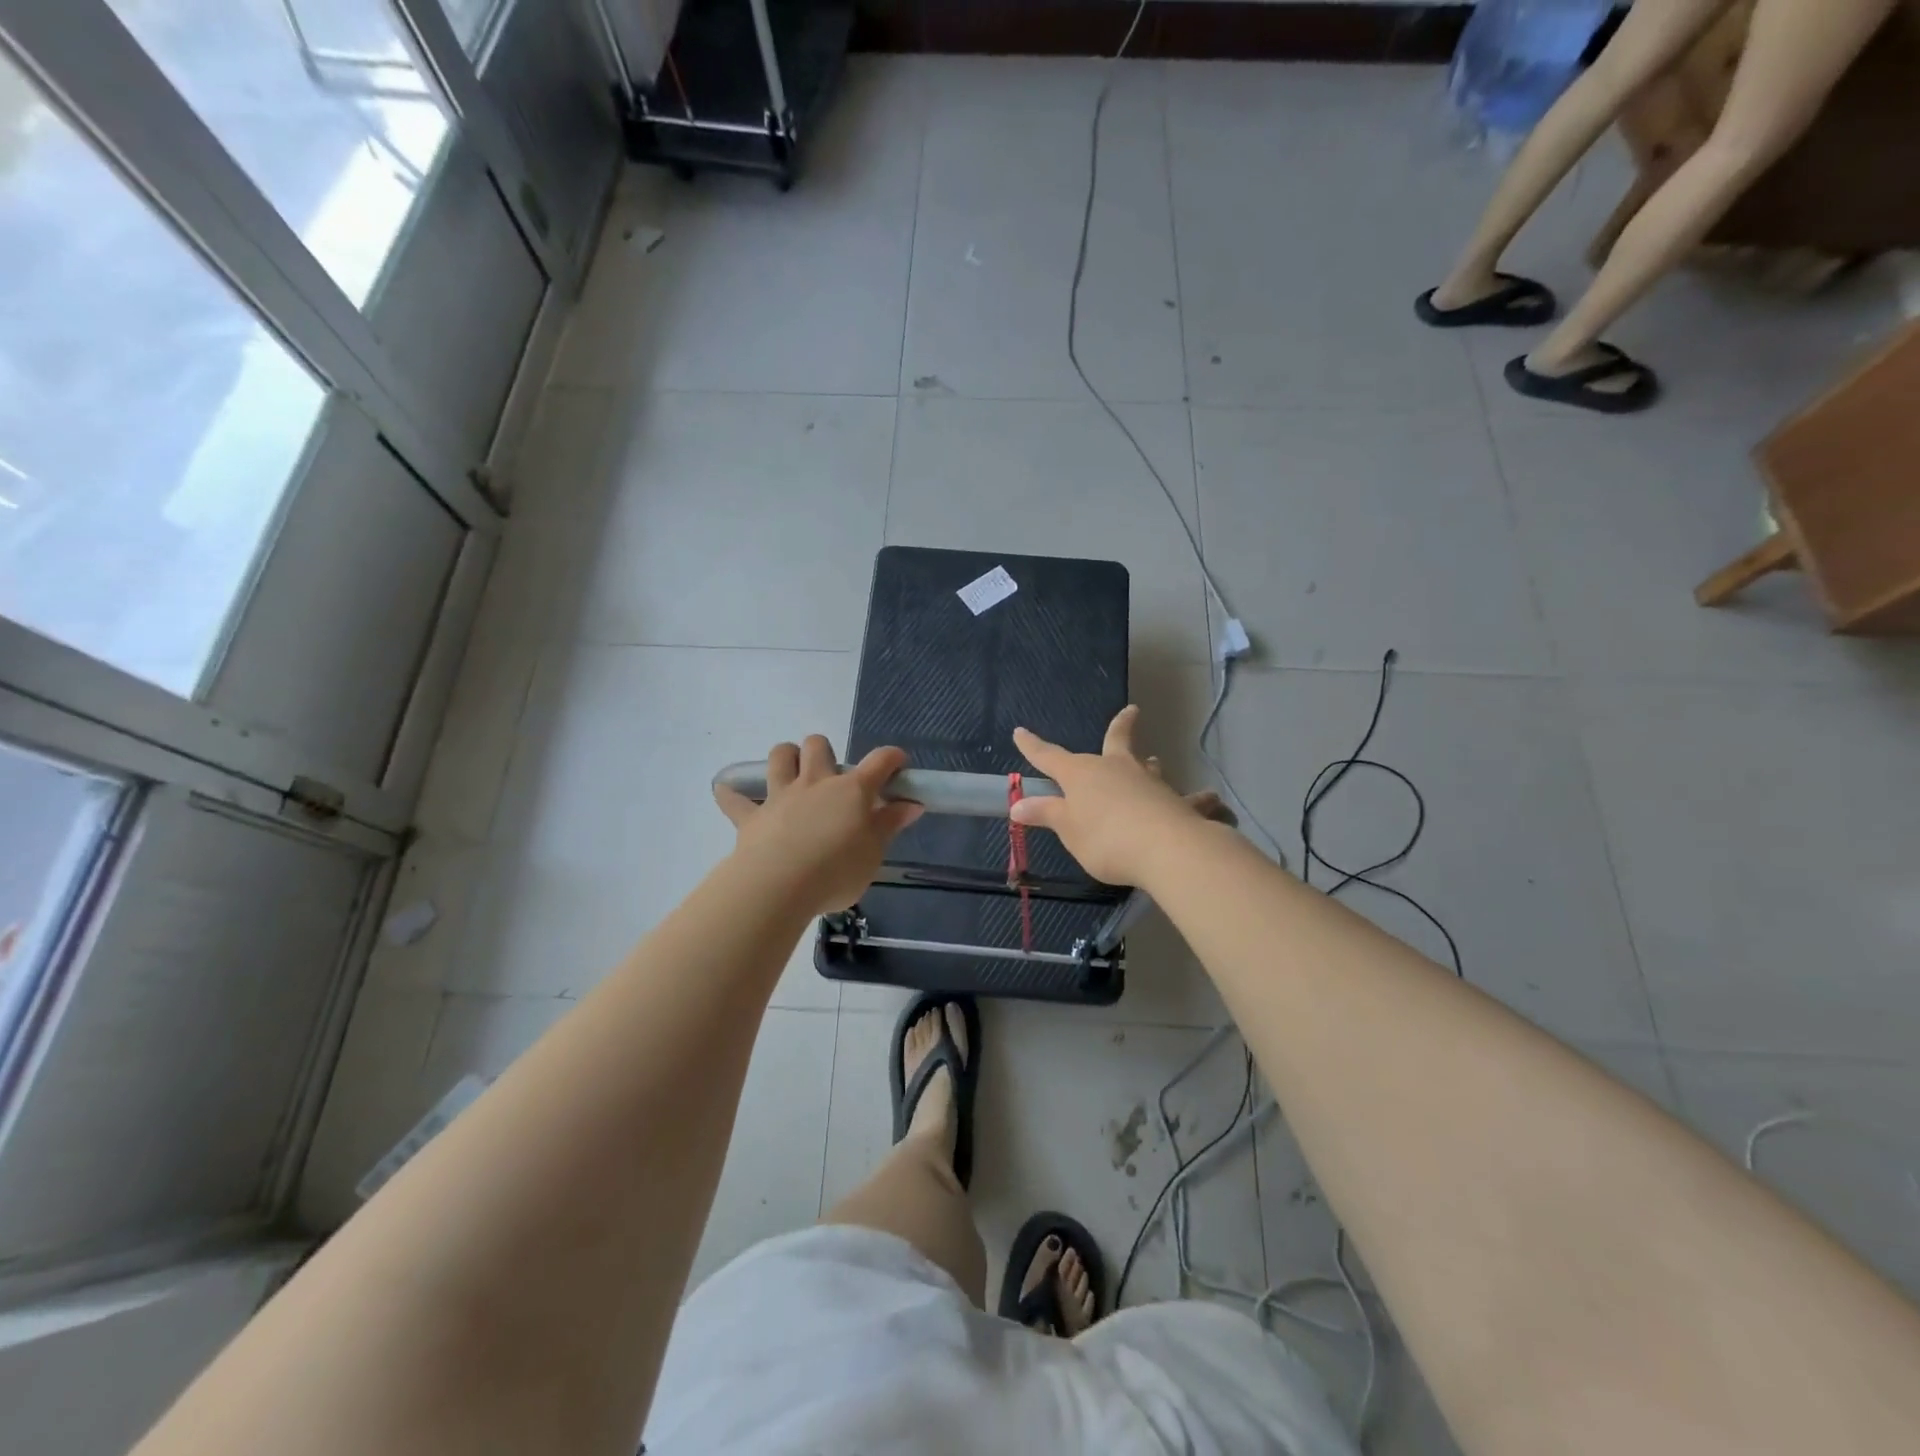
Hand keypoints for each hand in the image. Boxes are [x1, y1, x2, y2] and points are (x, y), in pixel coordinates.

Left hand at [714, 736, 922, 915]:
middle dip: (825, 751)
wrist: (779, 886)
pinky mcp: (751, 817)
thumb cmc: (837, 871)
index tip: (898, 764)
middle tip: (831, 776)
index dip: (892, 758)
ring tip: (791, 773)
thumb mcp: (874, 853)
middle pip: (818, 745)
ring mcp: (781, 796)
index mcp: (852, 791)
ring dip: (786, 757)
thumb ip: (890, 825)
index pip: (879, 762)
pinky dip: (732, 794)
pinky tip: (729, 793)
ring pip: (780, 757)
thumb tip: (911, 803)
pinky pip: (735, 799)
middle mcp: (815, 783)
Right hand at [1011, 707, 1227, 885]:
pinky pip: (1192, 801)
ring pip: (1151, 768)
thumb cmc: (1105, 837)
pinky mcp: (1180, 804)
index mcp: (1083, 774)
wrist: (1164, 849)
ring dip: (1150, 764)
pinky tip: (1214, 803)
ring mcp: (1151, 783)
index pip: (1050, 757)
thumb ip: (1046, 814)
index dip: (1033, 747)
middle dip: (1121, 726)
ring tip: (1154, 761)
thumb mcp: (1068, 829)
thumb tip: (1018, 804)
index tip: (1020, 732)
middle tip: (1133, 710)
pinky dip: (1201, 802)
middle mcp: (1118, 769)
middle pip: (1117, 741)